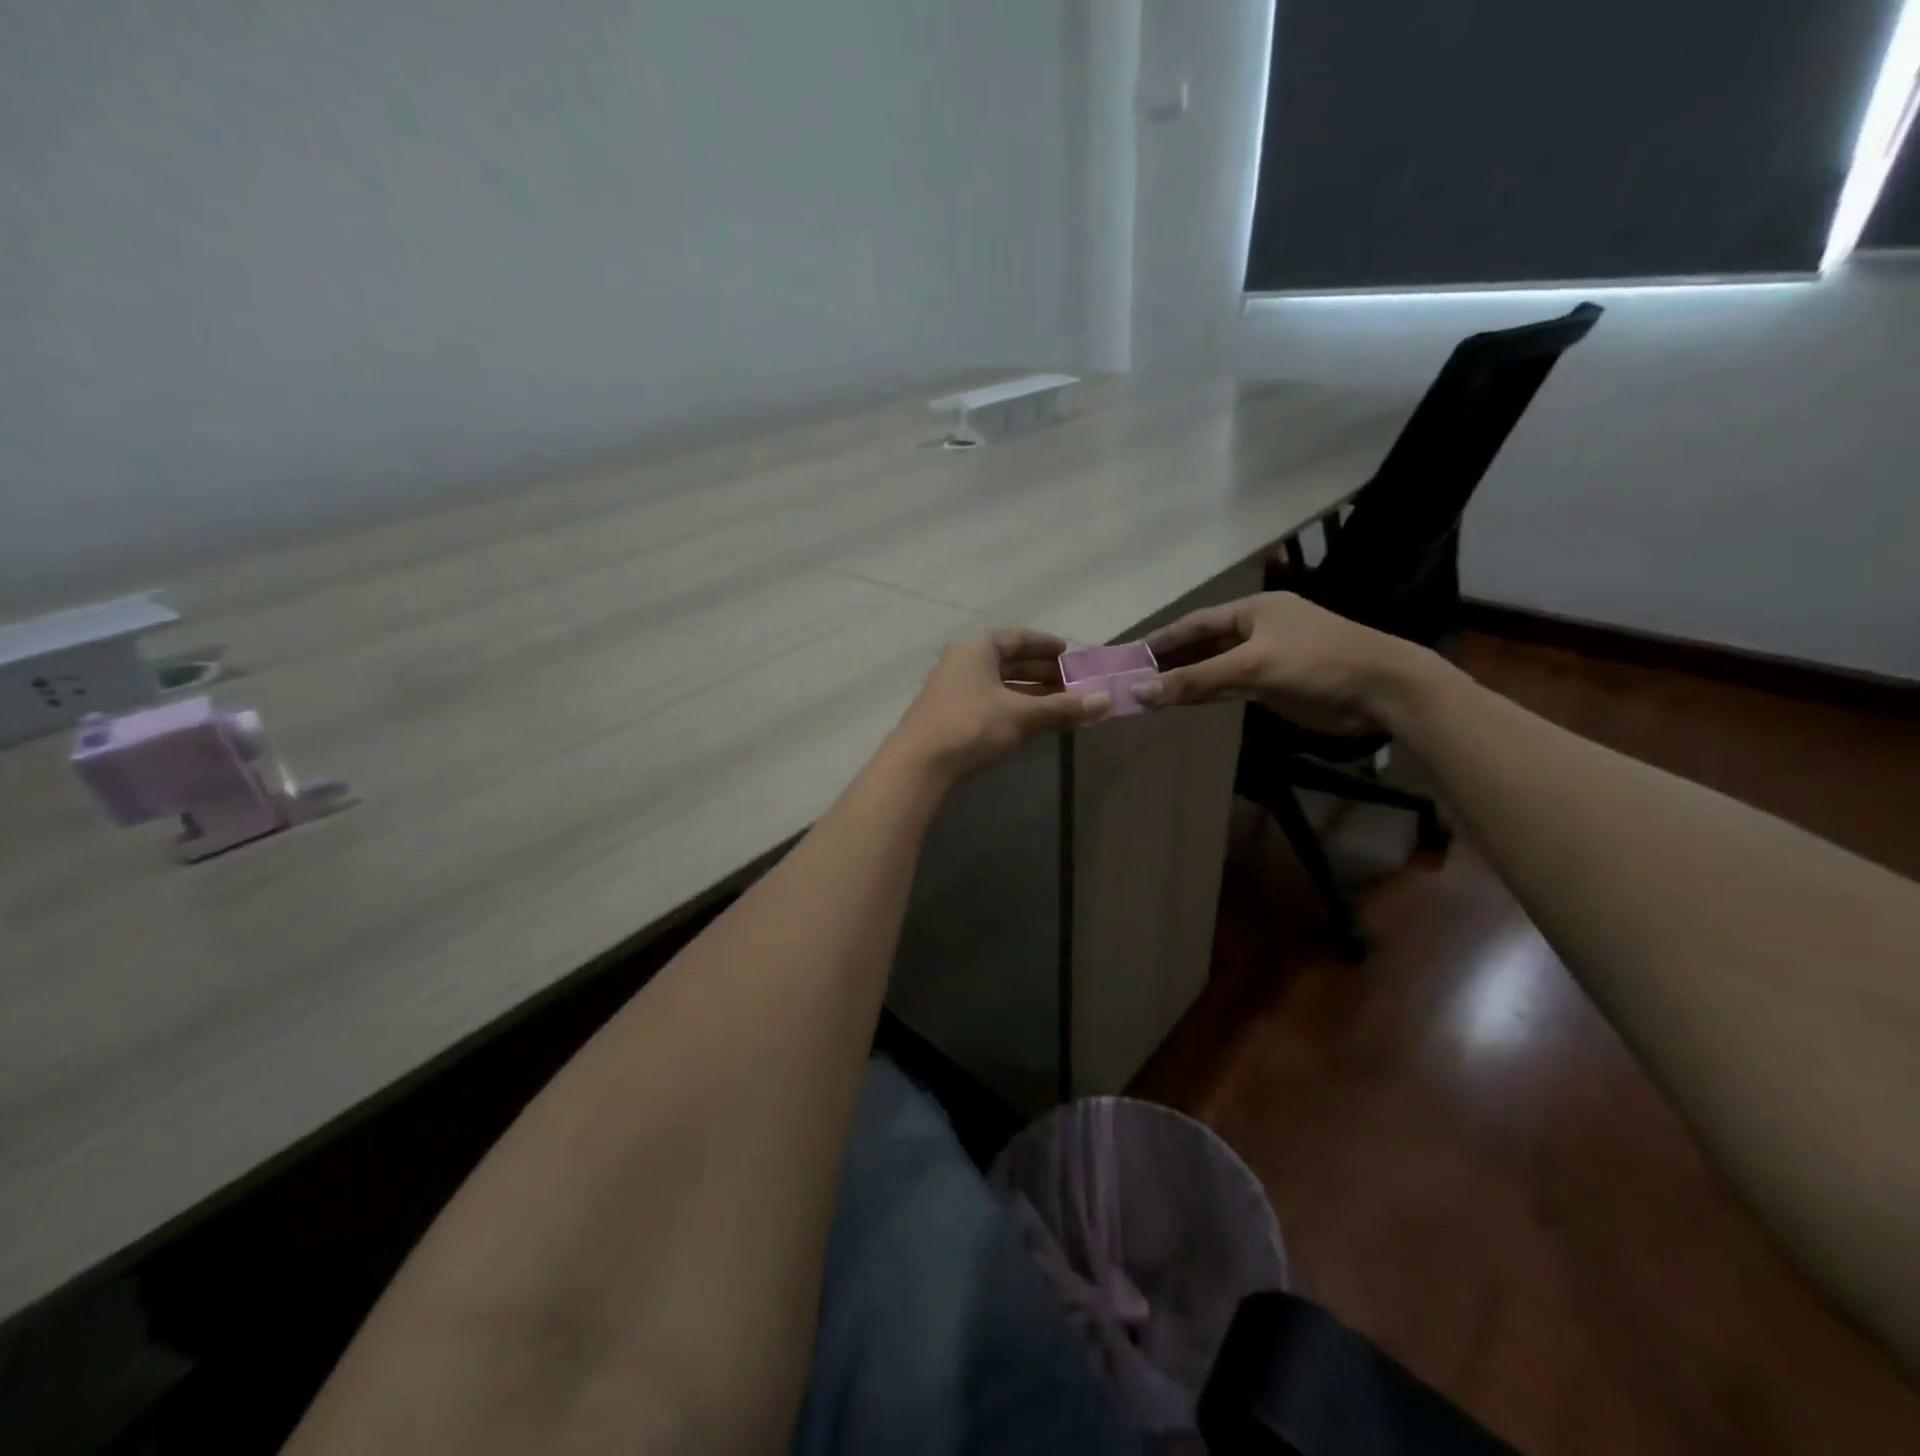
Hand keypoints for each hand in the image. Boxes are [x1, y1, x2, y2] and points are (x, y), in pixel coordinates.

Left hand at [889, 630, 1109, 783]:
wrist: (919, 764)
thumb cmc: (972, 726)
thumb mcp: (1022, 715)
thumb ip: (1063, 707)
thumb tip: (1106, 701)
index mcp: (978, 648)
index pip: (1018, 638)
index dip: (1046, 645)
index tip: (1070, 654)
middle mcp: (963, 661)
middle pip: (1009, 661)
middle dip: (1042, 672)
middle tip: (1073, 684)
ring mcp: (953, 688)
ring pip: (999, 684)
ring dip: (1029, 693)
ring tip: (1060, 704)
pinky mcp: (949, 714)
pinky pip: (989, 701)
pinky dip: (1013, 707)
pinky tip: (1031, 721)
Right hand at [1134, 593, 1427, 735]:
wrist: (1382, 690)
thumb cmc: (1317, 662)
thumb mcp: (1251, 666)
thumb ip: (1195, 679)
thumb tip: (1139, 691)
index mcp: (1254, 610)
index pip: (1196, 622)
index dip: (1163, 639)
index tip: (1130, 655)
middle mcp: (1258, 629)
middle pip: (1204, 645)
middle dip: (1172, 661)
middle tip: (1134, 678)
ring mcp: (1267, 658)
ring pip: (1216, 668)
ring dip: (1187, 680)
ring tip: (1149, 693)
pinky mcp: (1275, 685)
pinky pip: (1231, 687)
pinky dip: (1207, 694)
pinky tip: (1184, 702)